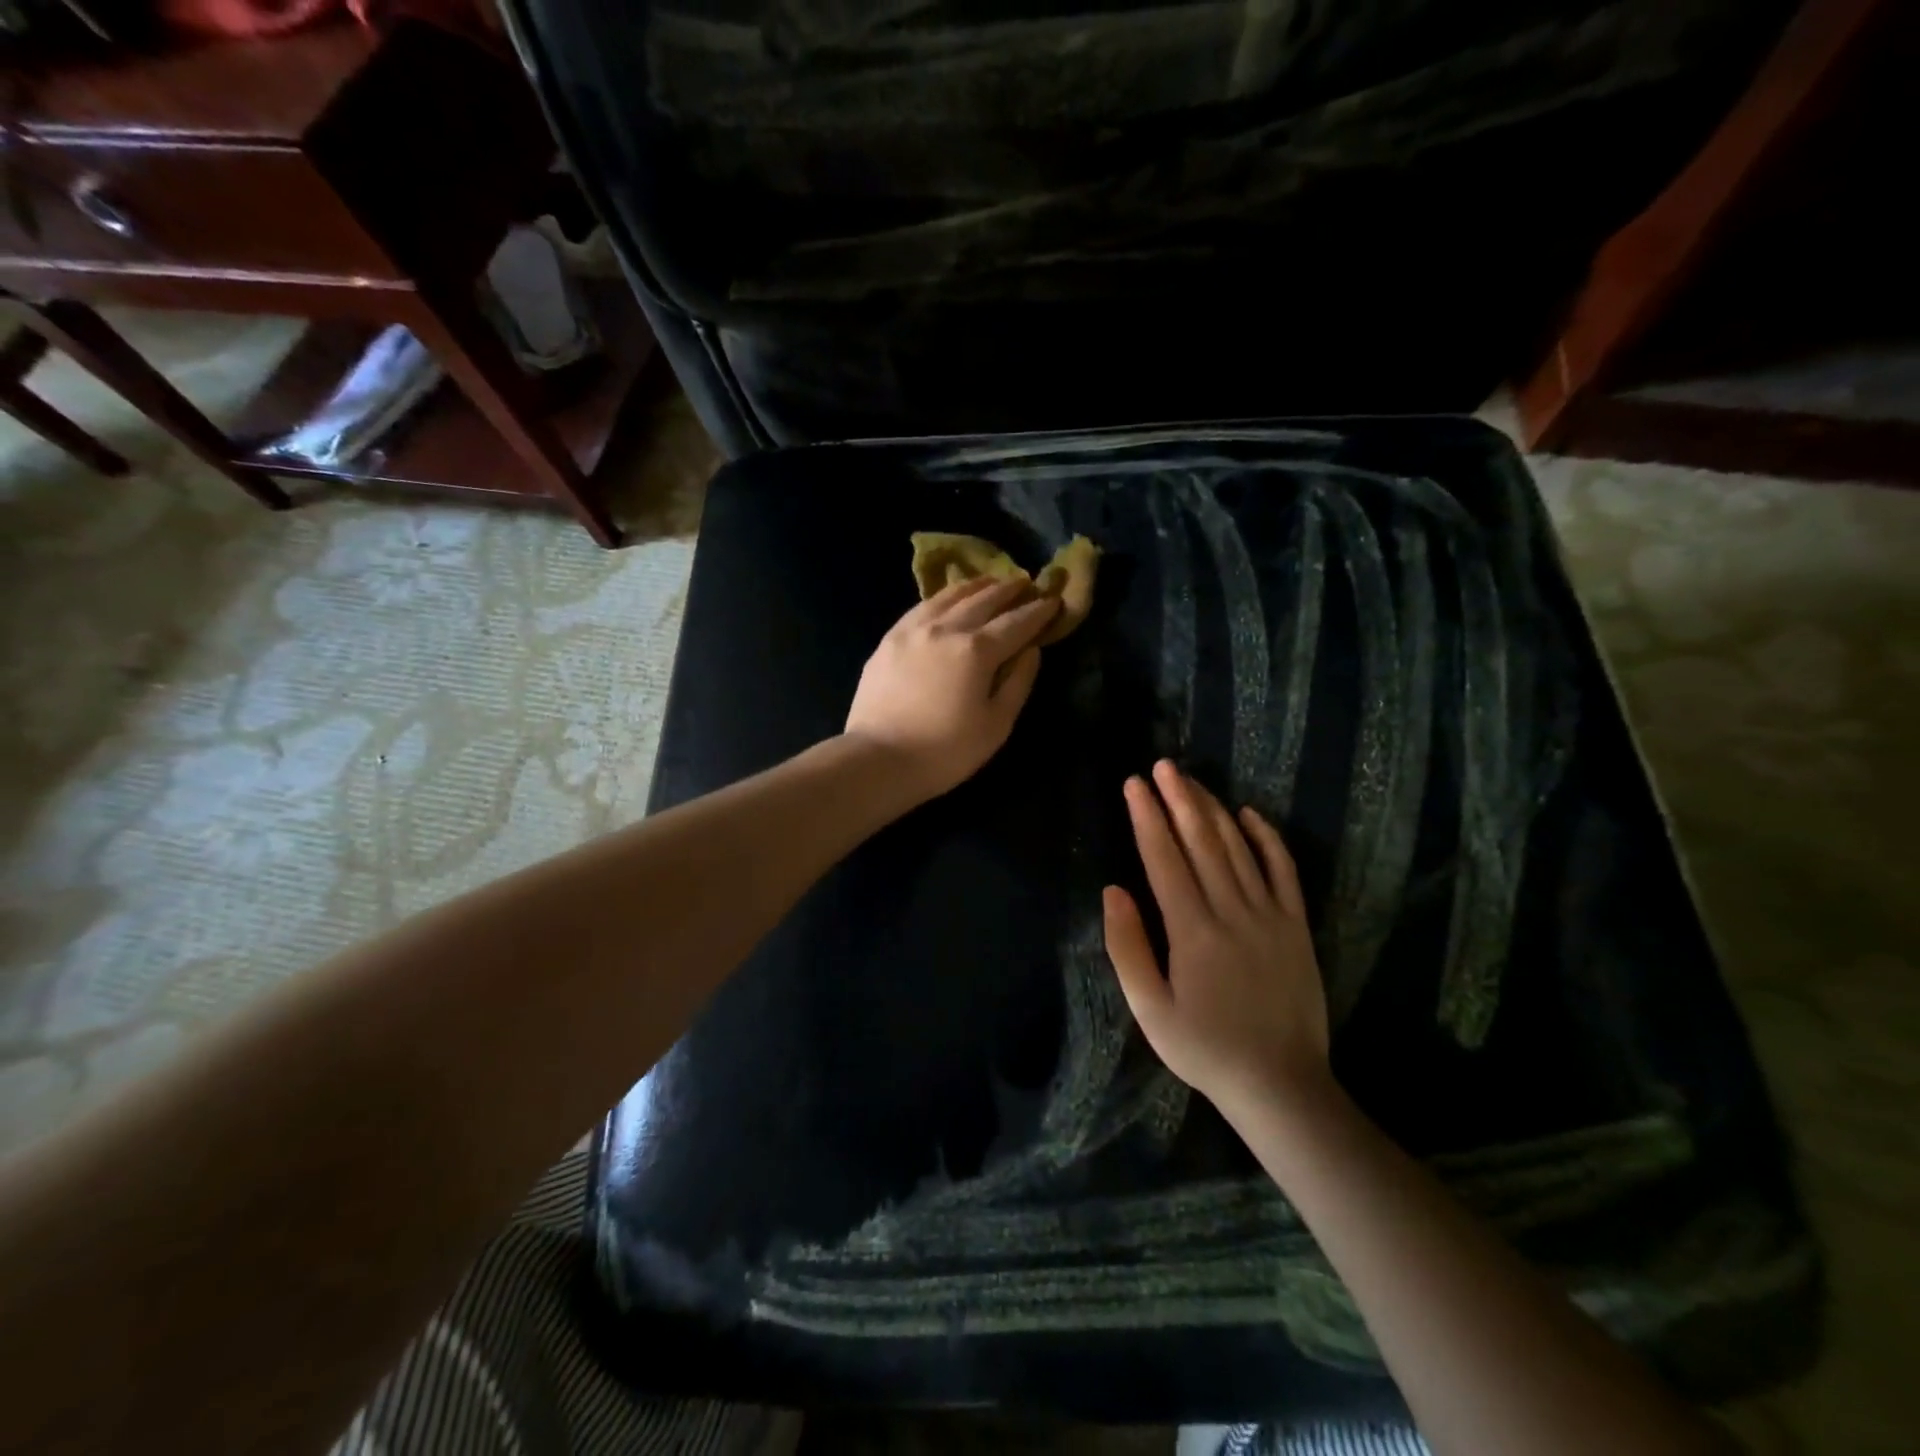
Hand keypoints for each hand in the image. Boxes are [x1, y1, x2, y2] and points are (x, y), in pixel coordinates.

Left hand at [844, 577, 1060, 803]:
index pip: (1016, 622)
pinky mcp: (889, 639)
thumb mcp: (996, 725)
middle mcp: (946, 629)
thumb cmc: (945, 751)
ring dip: (975, 586)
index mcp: (977, 650)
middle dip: (1008, 590)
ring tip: (990, 582)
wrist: (878, 759)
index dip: (1038, 611)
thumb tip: (1031, 651)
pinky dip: (942, 597)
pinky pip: (921, 607)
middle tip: (1025, 582)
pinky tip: (947, 599)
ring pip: (949, 596)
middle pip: (983, 600)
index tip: (1053, 600)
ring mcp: (913, 630)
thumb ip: (1018, 683)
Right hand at [1103, 760, 1330, 1116]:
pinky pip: (1283, 870)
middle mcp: (1232, 910)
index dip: (1146, 817)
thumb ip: (1127, 948)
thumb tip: (1113, 890)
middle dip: (1178, 799)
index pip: (1164, 858)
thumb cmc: (1204, 1048)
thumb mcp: (1150, 1010)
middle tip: (1162, 765)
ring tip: (1192, 780)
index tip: (1133, 784)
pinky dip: (1267, 838)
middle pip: (1202, 841)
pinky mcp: (1296, 926)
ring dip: (1213, 809)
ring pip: (1239, 847)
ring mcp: (1270, 915)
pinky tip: (1250, 814)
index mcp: (1192, 930)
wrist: (1281, 1084)